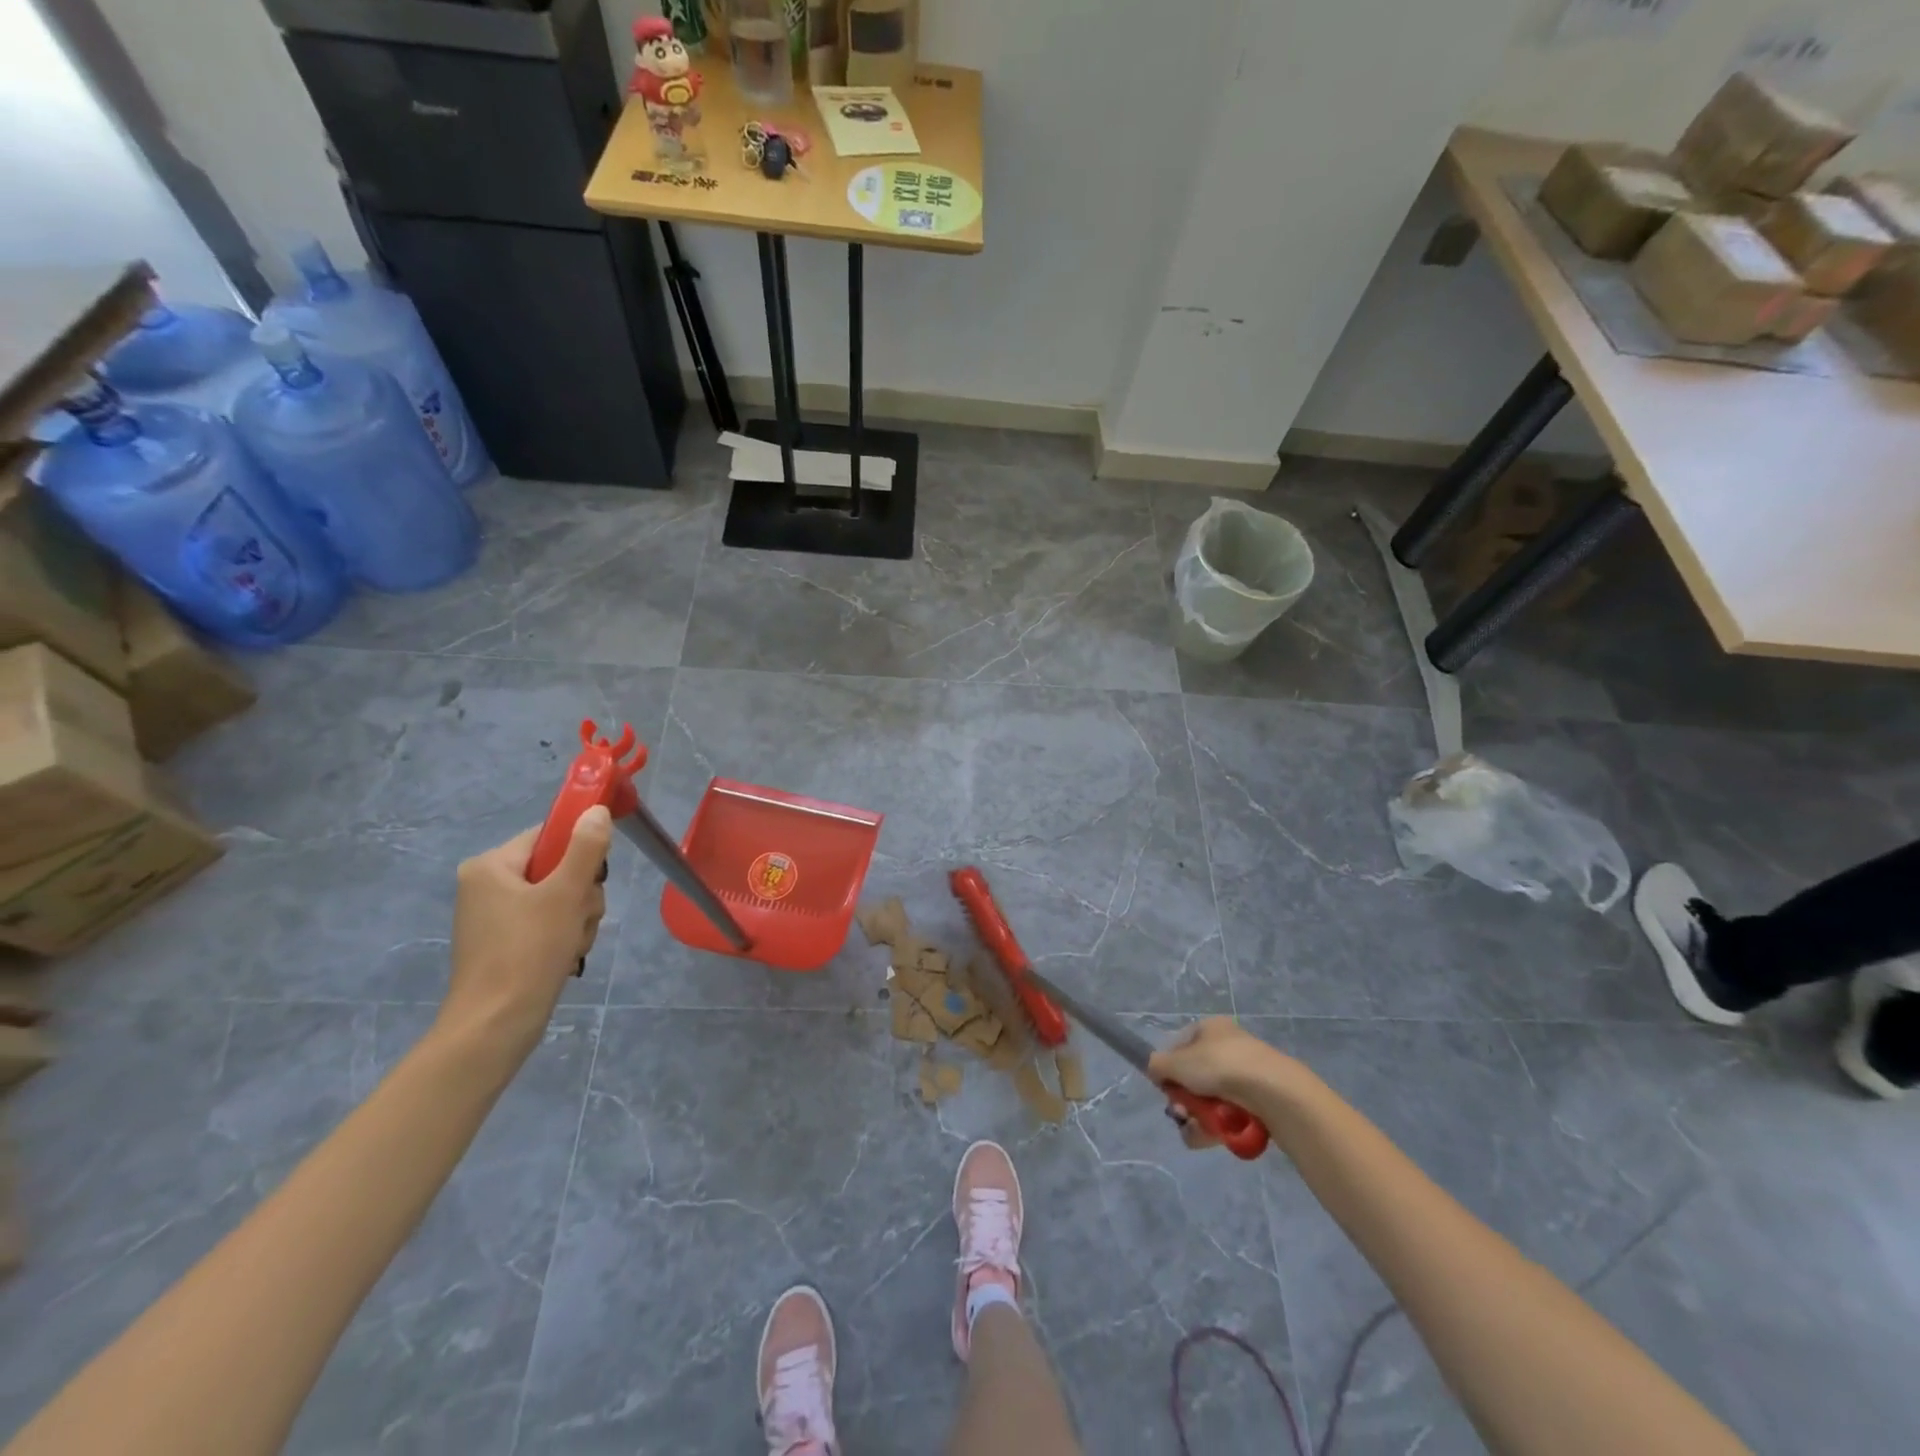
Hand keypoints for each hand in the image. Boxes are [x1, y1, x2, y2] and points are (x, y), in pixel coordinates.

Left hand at [438, 808, 612, 1068]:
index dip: (580, 850)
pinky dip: (565, 935)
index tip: (595, 876)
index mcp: (491, 865)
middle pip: (559, 867)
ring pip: (560, 897)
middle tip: (578, 917)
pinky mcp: (506, 942)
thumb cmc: (528, 952)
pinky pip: (549, 921)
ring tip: (572, 942)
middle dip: (582, 894)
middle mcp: (487, 884)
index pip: (549, 835)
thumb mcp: (566, 894)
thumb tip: (596, 810)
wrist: (496, 1025)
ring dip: (579, 917)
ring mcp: (496, 915)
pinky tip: (565, 954)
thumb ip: (585, 848)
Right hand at [1149, 1018, 1296, 1150]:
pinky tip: (1215, 1136)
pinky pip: (1230, 1115)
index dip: (1170, 1069)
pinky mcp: (1260, 1102)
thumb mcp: (1178, 1063)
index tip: (1166, 1088)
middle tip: (1183, 1114)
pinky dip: (1219, 1127)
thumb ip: (1157, 1065)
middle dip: (1185, 1100)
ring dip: (1199, 1118)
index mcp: (1210, 1028)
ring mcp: (1246, 1075)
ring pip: (1210, 1100)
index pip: (1180, 1046)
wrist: (1273, 1092)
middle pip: (1194, 1077)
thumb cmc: (1220, 1066)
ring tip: (1199, 1130)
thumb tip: (1155, 1071)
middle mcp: (1228, 1046)